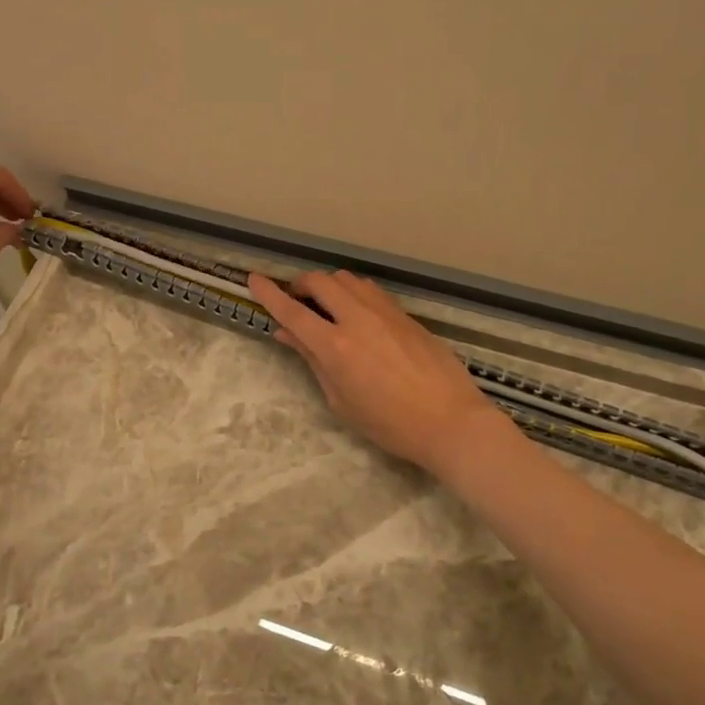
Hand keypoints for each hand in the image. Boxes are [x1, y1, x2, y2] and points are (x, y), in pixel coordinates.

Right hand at [248, 269, 505, 473]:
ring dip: (329, 286)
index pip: (293, 311)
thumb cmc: (389, 424)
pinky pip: (371, 291)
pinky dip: (354, 293)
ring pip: (348, 280)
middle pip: (321, 282)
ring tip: (326, 307)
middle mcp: (358, 319)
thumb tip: (288, 334)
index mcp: (336, 347)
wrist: (450, 421)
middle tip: (295, 301)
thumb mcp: (341, 400)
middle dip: (301, 284)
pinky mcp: (405, 314)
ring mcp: (385, 312)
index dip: (269, 293)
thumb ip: (313, 361)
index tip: (254, 279)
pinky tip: (357, 314)